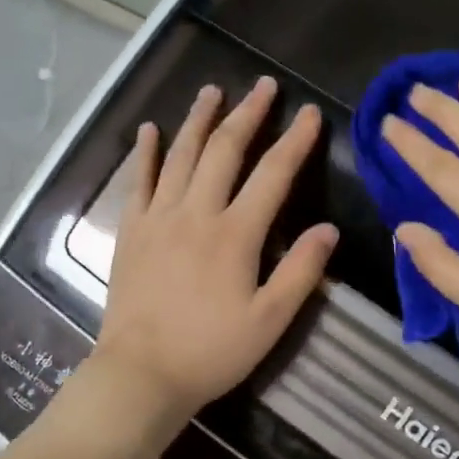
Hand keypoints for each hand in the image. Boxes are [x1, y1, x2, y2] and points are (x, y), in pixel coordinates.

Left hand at [92, 77, 337, 425]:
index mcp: (235, 234)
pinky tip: (151, 130)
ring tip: (213, 90)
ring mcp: (158, 218)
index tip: (311, 114)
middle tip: (264, 86)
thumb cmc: (212, 351)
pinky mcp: (131, 231)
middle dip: (248, 114)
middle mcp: (196, 213)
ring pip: (181, 155)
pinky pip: (139, 181)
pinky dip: (146, 152)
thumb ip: (300, 272)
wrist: (141, 373)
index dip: (295, 141)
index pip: (273, 175)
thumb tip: (327, 229)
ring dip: (199, 119)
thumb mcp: (270, 320)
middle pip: (224, 150)